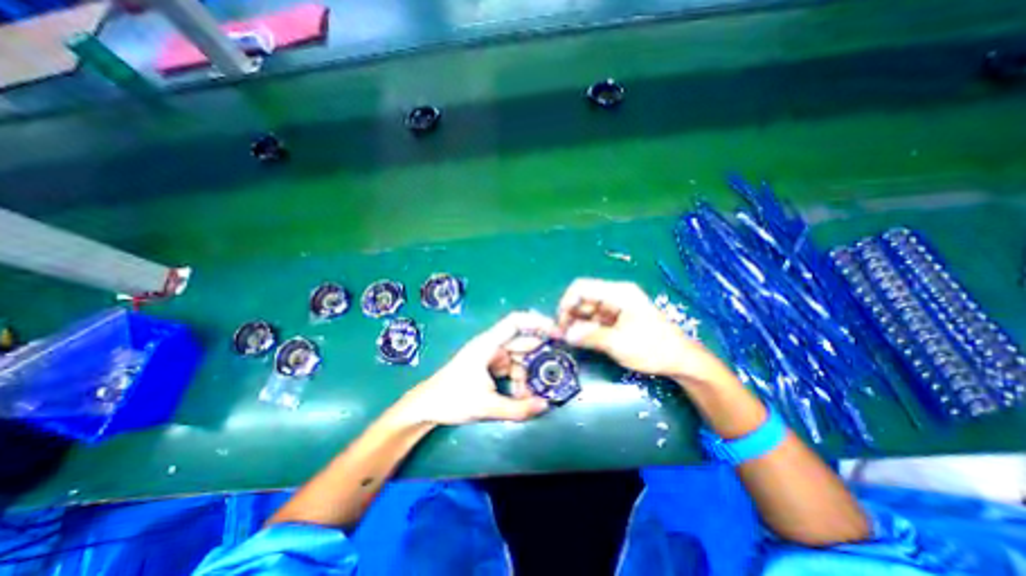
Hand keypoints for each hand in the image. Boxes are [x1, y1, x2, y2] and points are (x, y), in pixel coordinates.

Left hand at [400, 310, 557, 427]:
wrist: (427, 407)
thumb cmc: (452, 399)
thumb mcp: (486, 406)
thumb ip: (518, 408)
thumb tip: (546, 405)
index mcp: (488, 344)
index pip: (516, 322)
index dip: (538, 323)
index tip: (558, 333)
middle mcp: (492, 346)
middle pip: (522, 343)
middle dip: (538, 357)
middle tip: (555, 370)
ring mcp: (491, 356)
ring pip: (519, 359)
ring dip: (527, 375)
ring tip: (531, 395)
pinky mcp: (490, 366)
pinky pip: (512, 368)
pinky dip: (519, 380)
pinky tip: (520, 396)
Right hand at [559, 278, 732, 384]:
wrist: (680, 360)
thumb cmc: (653, 348)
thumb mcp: (620, 344)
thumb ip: (590, 336)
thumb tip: (566, 334)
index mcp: (618, 293)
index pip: (582, 287)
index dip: (566, 302)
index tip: (561, 323)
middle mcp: (615, 295)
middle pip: (583, 298)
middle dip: (569, 314)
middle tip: (562, 335)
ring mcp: (615, 307)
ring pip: (586, 309)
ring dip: (575, 322)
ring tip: (568, 339)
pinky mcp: (616, 318)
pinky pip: (594, 319)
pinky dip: (584, 328)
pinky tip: (579, 339)